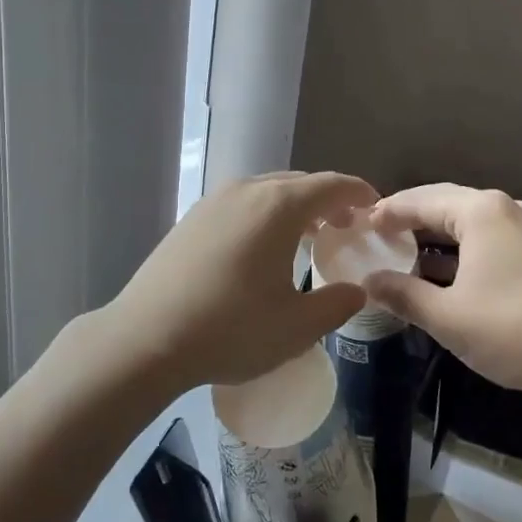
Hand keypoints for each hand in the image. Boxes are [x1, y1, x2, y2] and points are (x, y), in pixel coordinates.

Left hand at [101, 171, 379, 391]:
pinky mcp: (191, 218)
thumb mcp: (296, 326)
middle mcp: (247, 190)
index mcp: (279, 206)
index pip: (331, 185)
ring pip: (267, 191)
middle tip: (344, 228)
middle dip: (327, 201)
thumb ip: (336, 304)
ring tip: (307, 237)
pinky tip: (261, 248)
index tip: (376, 208)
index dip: (359, 194)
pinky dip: (264, 214)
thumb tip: (357, 290)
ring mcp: (214, 201)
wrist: (145, 338)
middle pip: (299, 183)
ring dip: (294, 207)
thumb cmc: (230, 329)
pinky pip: (241, 203)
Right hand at [362, 183, 521, 395]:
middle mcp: (503, 208)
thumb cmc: (511, 329)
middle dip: (409, 216)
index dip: (387, 212)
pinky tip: (439, 269)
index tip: (359, 223)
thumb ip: (403, 294)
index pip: (420, 201)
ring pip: (466, 220)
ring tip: (400, 247)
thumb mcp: (447, 316)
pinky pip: (484, 236)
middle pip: (444, 202)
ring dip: (433, 233)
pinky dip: (457, 247)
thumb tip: (368, 282)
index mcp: (479, 212)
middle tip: (375, 230)